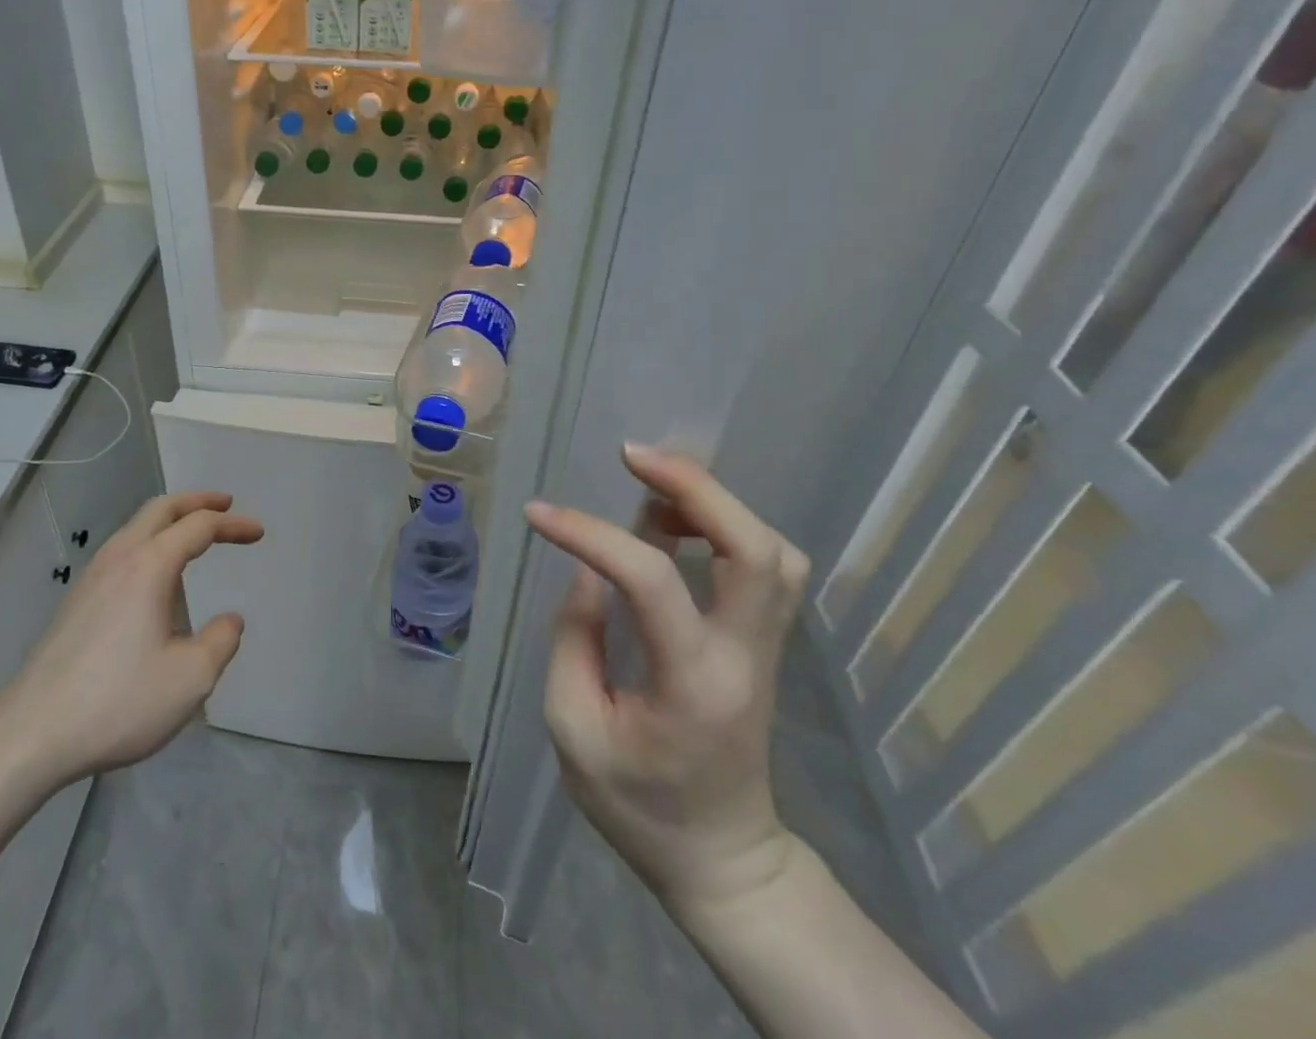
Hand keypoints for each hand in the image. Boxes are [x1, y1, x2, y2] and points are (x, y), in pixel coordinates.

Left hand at [0, 491, 261, 791]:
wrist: (32, 733)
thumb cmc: (119, 701)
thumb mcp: (191, 678)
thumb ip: (221, 642)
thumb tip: (229, 621)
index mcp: (149, 566)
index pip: (198, 526)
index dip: (232, 525)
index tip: (258, 532)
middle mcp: (119, 559)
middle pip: (161, 509)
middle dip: (197, 502)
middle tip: (225, 505)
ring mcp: (91, 578)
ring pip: (135, 527)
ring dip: (169, 520)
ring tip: (193, 535)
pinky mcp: (76, 601)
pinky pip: (121, 551)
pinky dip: (149, 542)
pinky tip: (155, 576)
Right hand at [526, 444, 809, 916]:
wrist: (724, 860)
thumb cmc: (637, 806)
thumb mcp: (574, 731)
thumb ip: (575, 639)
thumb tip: (588, 566)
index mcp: (693, 685)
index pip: (651, 581)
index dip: (590, 534)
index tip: (540, 514)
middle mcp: (746, 657)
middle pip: (756, 549)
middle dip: (696, 487)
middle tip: (633, 456)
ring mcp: (768, 649)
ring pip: (775, 550)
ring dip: (716, 503)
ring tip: (653, 487)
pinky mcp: (767, 643)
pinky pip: (769, 565)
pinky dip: (729, 525)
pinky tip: (680, 523)